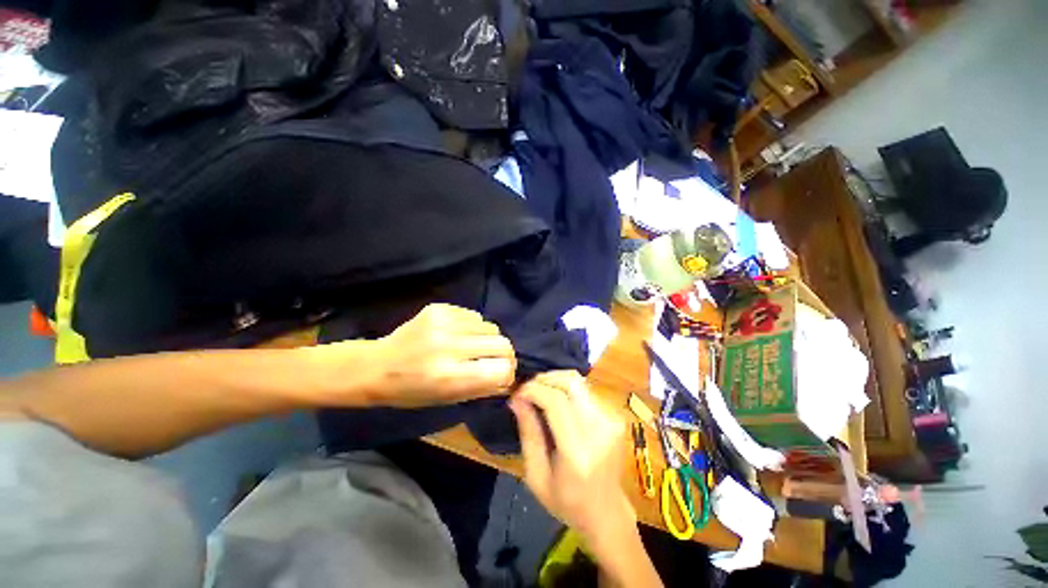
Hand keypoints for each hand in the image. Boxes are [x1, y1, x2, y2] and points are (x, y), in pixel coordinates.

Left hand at [316, 304, 516, 406]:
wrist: (376, 366)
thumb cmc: (410, 391)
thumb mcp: (447, 399)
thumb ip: (482, 388)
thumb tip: (509, 378)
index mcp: (449, 377)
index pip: (501, 370)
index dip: (508, 373)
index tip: (503, 375)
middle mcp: (448, 346)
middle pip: (502, 344)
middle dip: (504, 354)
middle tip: (495, 359)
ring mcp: (443, 323)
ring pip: (490, 327)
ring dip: (488, 339)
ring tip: (472, 346)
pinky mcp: (439, 309)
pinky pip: (474, 315)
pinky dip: (473, 327)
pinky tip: (458, 334)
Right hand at [510, 371, 635, 542]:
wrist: (607, 512)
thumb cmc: (567, 501)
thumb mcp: (536, 476)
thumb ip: (528, 433)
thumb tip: (516, 399)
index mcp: (578, 452)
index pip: (556, 402)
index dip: (534, 389)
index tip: (518, 393)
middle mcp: (600, 430)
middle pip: (571, 382)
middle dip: (545, 378)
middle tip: (528, 389)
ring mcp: (612, 420)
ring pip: (579, 382)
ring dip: (556, 382)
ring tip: (540, 394)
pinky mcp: (616, 416)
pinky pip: (586, 390)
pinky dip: (567, 390)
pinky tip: (557, 403)